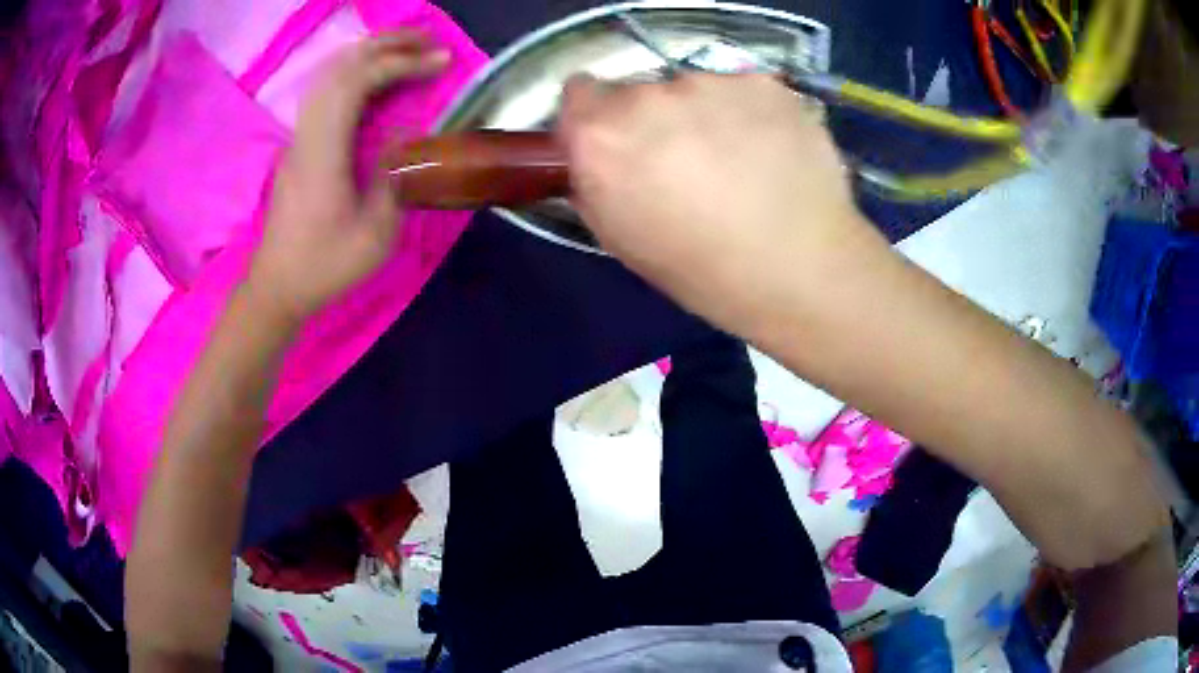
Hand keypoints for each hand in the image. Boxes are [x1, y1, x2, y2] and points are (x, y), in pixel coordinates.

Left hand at [249, 32, 449, 322]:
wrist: (277, 286)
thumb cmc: (324, 267)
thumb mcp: (375, 235)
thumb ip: (394, 179)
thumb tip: (404, 138)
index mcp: (324, 153)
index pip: (356, 84)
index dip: (399, 63)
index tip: (440, 61)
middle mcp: (307, 134)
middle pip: (340, 67)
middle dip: (387, 43)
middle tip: (430, 39)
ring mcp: (300, 137)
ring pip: (329, 74)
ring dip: (369, 52)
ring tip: (408, 48)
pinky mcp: (300, 144)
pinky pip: (325, 90)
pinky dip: (354, 70)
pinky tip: (376, 74)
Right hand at [558, 73, 881, 334]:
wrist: (800, 269)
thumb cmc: (703, 271)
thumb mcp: (622, 238)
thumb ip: (596, 181)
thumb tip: (601, 156)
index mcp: (601, 138)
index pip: (578, 93)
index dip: (596, 116)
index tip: (620, 141)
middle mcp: (648, 97)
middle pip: (638, 92)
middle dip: (654, 120)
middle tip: (688, 163)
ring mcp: (710, 83)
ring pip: (695, 89)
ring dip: (705, 115)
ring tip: (741, 163)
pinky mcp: (763, 83)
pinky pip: (742, 92)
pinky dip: (750, 113)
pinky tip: (772, 153)